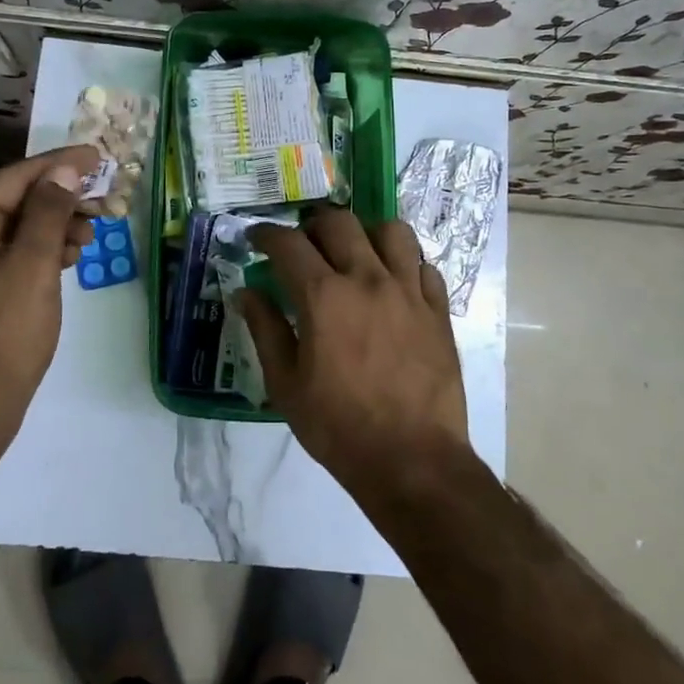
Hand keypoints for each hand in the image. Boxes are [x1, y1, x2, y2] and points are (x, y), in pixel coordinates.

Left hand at [0, 145, 98, 438]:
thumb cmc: (4, 331)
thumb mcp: (33, 265)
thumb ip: (49, 211)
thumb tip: (64, 170)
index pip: (14, 178)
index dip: (58, 164)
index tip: (97, 156)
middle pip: (15, 201)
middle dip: (61, 198)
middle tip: (103, 199)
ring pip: (18, 229)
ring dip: (56, 225)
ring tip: (91, 233)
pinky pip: (14, 254)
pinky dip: (44, 250)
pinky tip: (71, 256)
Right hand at [239, 209, 468, 495]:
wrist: (413, 460)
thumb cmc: (338, 426)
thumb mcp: (285, 384)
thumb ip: (264, 329)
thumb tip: (245, 292)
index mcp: (324, 296)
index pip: (288, 243)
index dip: (266, 234)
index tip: (256, 240)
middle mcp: (367, 279)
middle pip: (338, 222)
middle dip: (312, 226)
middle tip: (303, 246)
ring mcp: (409, 291)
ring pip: (391, 231)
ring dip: (366, 234)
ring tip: (355, 254)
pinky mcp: (438, 310)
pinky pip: (423, 266)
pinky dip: (404, 265)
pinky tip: (393, 284)